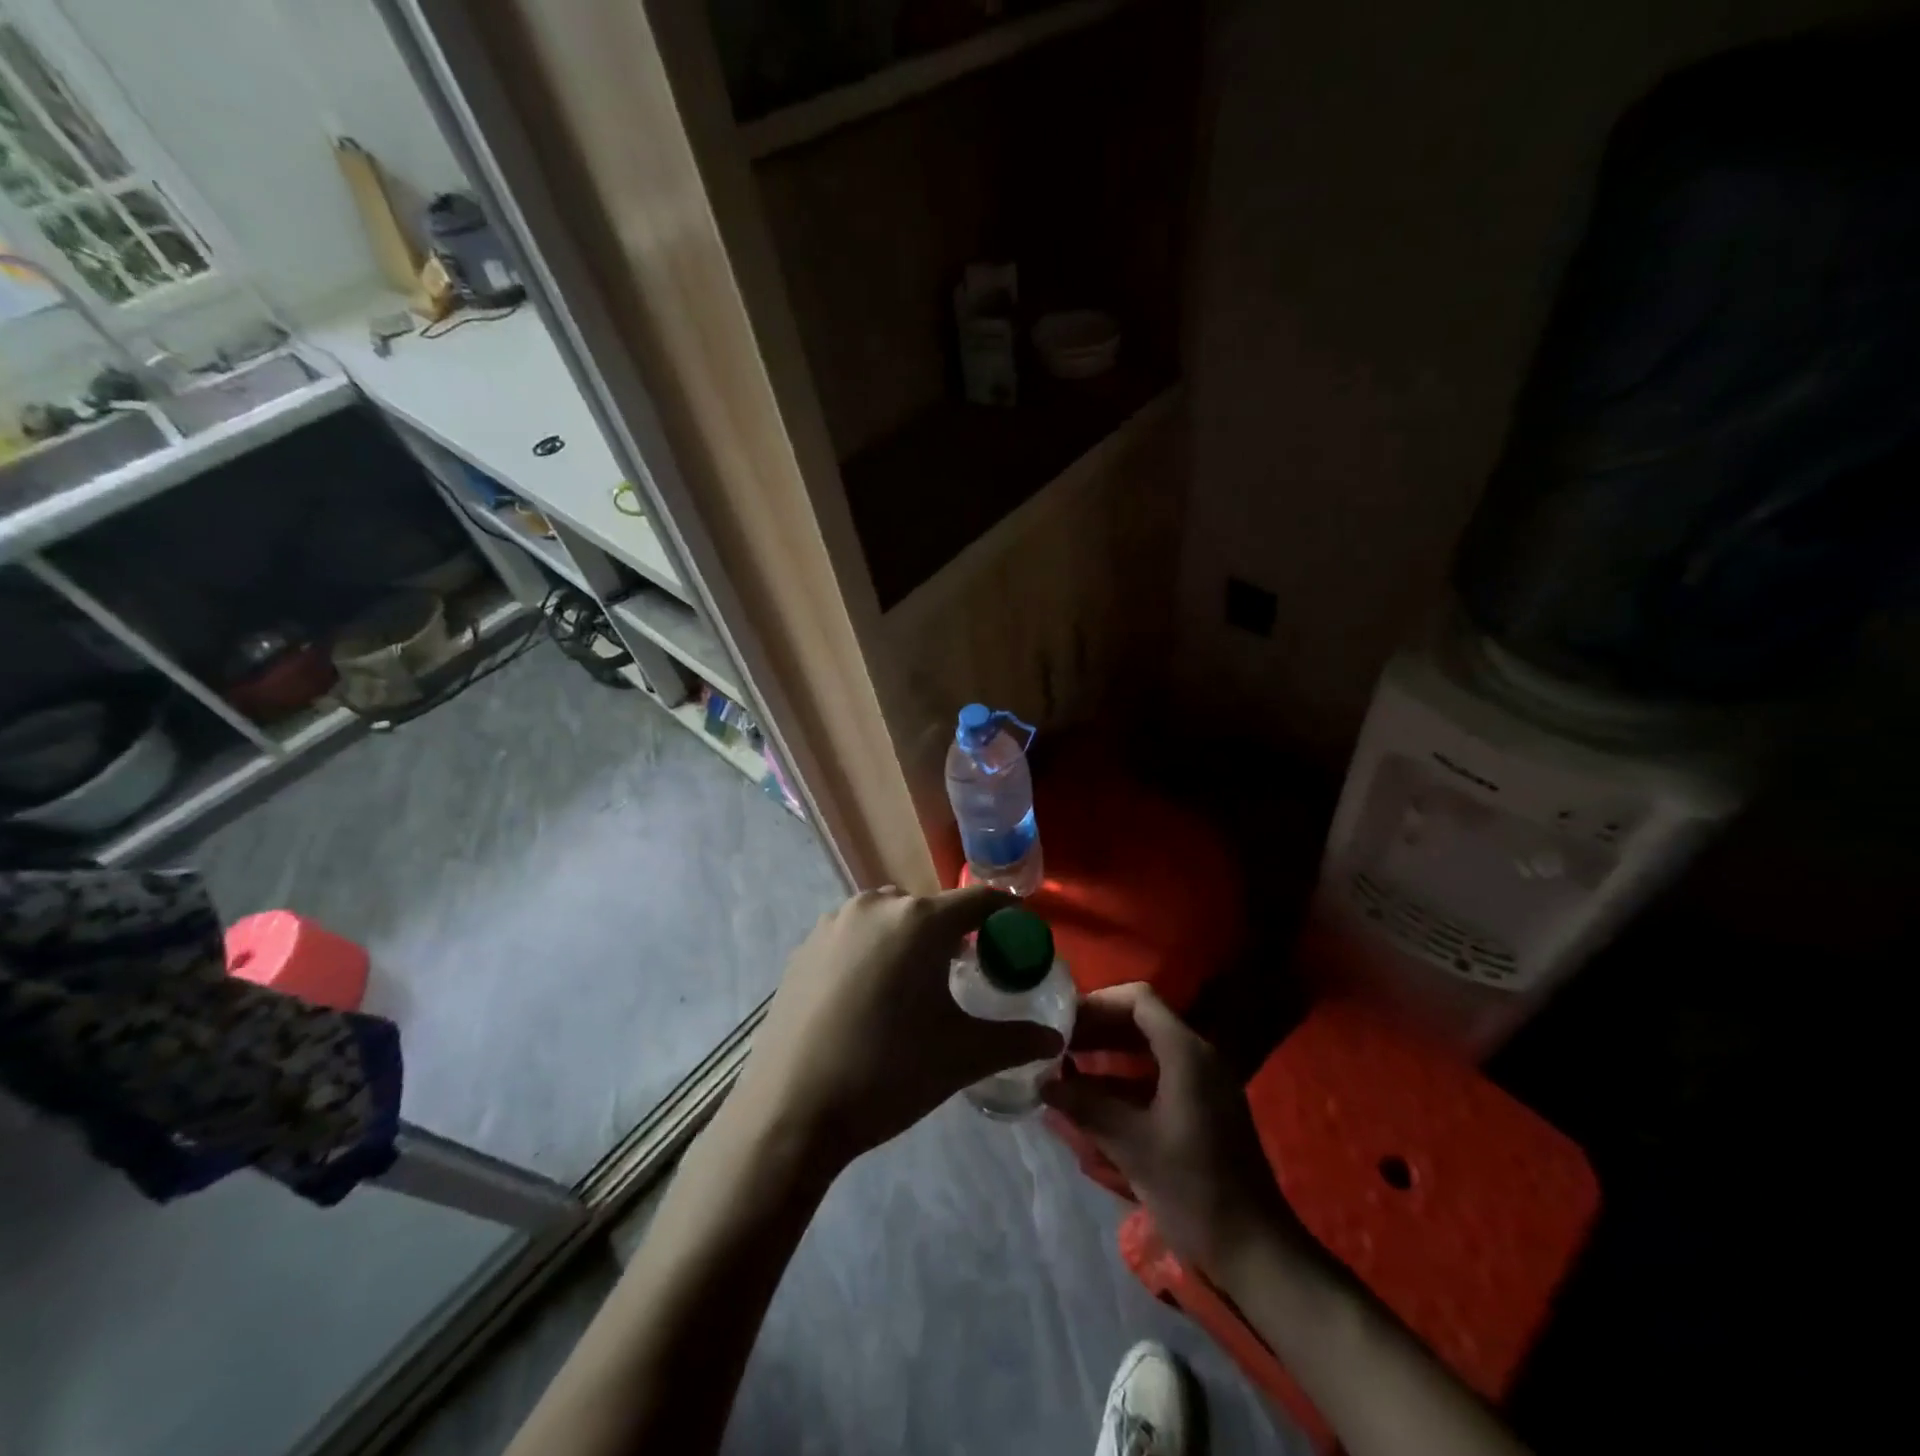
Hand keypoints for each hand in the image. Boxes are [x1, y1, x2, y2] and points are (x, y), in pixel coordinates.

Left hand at [731, 886, 1063, 1170]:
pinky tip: (868, 997)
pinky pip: (854, 934)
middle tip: (963, 973)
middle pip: (930, 908)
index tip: (1017, 935)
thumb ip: (1015, 1040)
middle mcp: (876, 905)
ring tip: (912, 987)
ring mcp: (834, 922)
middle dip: (952, 934)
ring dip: (908, 939)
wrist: (791, 1110)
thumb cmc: (888, 1073)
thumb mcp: (962, 1056)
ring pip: (889, 917)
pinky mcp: (805, 946)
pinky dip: (872, 951)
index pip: (979, 900)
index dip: (1005, 914)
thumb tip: (1055, 1038)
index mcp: (920, 921)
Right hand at [1043, 983, 1311, 1280]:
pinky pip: (1156, 1075)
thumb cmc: (1195, 1190)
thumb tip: (1043, 1083)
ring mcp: (1202, 1084)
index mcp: (1187, 1053)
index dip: (1098, 1003)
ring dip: (1108, 1053)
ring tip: (1065, 1066)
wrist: (1257, 1253)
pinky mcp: (1201, 1109)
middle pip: (1141, 1021)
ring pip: (1147, 1049)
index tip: (1063, 1021)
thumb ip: (1086, 1107)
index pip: (1139, 1000)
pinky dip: (1123, 1078)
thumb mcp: (1133, 1146)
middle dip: (1098, 1027)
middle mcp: (1198, 1057)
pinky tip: (1091, 1097)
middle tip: (1056, 1042)